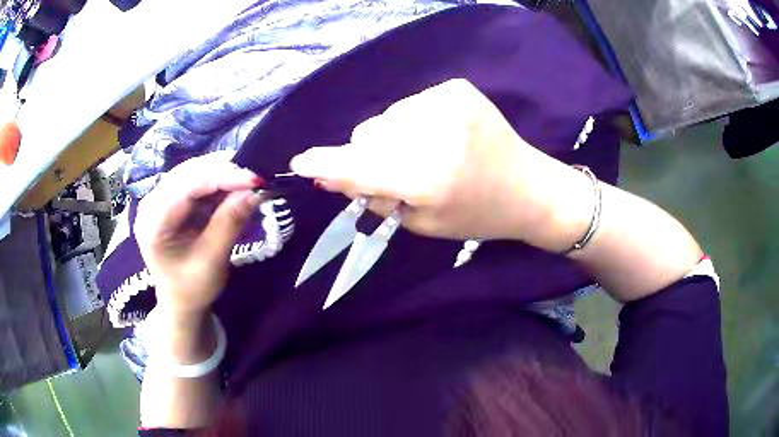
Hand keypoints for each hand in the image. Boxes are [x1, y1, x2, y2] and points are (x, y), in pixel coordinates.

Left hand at [134, 152, 263, 315]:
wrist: (180, 302)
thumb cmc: (192, 289)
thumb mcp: (212, 261)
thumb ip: (229, 224)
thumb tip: (255, 191)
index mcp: (152, 223)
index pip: (186, 187)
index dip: (221, 177)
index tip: (255, 179)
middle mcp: (151, 203)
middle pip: (188, 173)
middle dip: (223, 171)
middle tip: (256, 177)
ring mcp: (160, 199)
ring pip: (193, 172)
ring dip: (222, 173)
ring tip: (249, 180)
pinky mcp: (171, 199)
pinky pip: (196, 180)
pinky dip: (218, 181)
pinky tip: (235, 185)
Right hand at [290, 78, 586, 247]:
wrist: (528, 187)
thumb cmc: (476, 215)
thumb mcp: (422, 221)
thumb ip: (374, 196)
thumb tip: (331, 175)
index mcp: (429, 177)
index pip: (360, 166)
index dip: (326, 164)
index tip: (301, 162)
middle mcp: (436, 133)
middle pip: (368, 135)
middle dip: (369, 155)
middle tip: (398, 172)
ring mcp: (447, 102)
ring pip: (386, 118)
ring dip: (391, 138)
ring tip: (425, 154)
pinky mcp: (456, 88)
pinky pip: (409, 105)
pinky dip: (413, 122)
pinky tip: (441, 136)